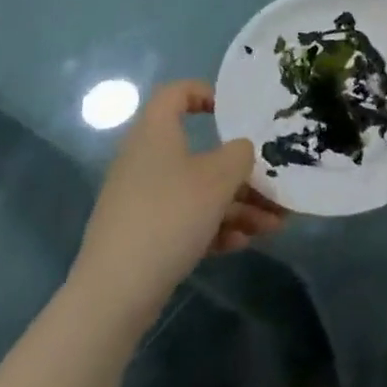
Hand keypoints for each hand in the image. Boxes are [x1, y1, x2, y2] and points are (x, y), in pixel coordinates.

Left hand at [73, 81, 286, 323]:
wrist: (115, 292)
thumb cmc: (170, 216)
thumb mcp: (219, 178)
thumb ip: (240, 154)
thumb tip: (240, 150)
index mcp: (156, 134)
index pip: (175, 93)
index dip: (205, 93)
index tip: (234, 112)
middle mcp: (145, 160)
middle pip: (199, 152)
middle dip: (241, 172)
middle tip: (272, 185)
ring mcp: (141, 200)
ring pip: (197, 191)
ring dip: (237, 204)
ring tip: (272, 226)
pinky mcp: (141, 234)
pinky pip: (184, 219)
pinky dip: (213, 226)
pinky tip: (241, 244)